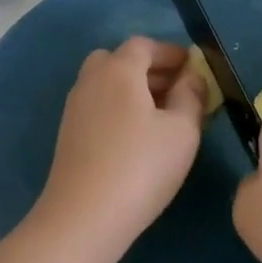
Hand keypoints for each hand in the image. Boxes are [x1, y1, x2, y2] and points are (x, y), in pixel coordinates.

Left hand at [35, 38, 206, 262]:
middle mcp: (90, 80)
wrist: (84, 216)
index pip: (143, 45)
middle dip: (150, 69)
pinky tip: (138, 136)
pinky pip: (98, 105)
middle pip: (119, 60)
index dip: (170, 52)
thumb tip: (192, 77)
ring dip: (133, 89)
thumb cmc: (141, 167)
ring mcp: (74, 107)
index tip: (193, 67)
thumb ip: (191, 96)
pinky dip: (119, 107)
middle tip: (178, 89)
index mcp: (118, 70)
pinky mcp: (68, 134)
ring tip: (163, 115)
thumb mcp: (182, 131)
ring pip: (106, 84)